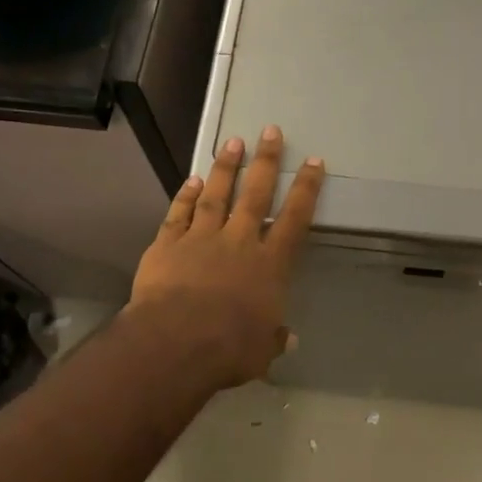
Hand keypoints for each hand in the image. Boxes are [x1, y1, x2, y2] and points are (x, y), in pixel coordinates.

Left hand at [130, 126, 324, 389]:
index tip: (313, 162)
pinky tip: (191, 180)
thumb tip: (287, 339)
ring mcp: (201, 238)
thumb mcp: (261, 350)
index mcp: (269, 265)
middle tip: (270, 131)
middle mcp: (239, 241)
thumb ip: (273, 338)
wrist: (177, 342)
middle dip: (265, 161)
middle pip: (256, 194)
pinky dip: (185, 196)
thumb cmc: (229, 347)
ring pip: (216, 195)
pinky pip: (179, 214)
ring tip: (233, 142)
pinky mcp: (168, 245)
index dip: (305, 189)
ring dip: (225, 168)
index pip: (294, 219)